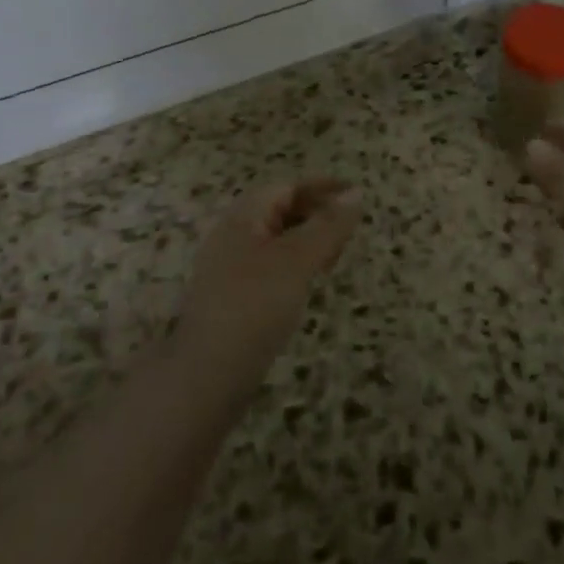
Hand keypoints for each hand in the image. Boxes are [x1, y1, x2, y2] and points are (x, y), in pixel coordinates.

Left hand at [175, 178, 360, 384]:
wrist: (206, 376)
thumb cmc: (254, 306)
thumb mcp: (298, 260)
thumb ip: (328, 226)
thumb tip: (356, 193)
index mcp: (243, 217)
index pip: (288, 188)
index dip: (323, 188)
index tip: (357, 195)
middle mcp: (232, 235)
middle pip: (280, 211)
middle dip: (316, 214)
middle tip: (349, 232)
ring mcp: (229, 268)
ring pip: (276, 240)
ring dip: (307, 241)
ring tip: (334, 258)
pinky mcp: (232, 298)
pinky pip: (269, 267)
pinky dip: (294, 266)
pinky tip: (307, 286)